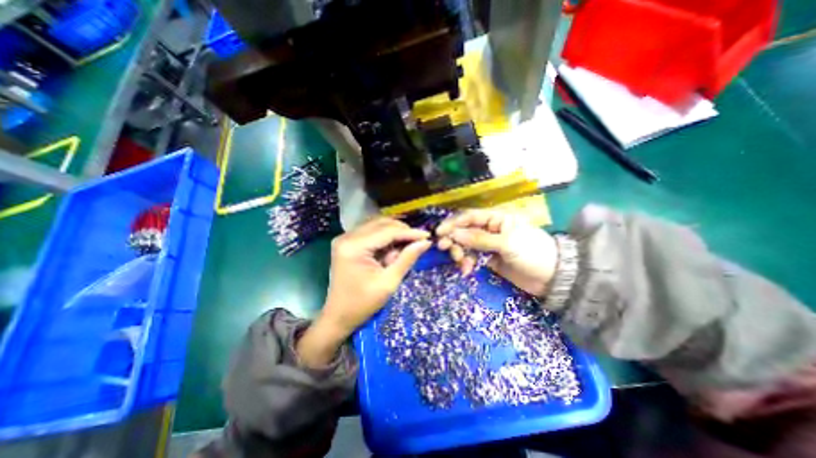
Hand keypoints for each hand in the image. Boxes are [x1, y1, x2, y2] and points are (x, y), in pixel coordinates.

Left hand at [297, 216, 429, 366]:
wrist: (338, 316)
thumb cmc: (363, 304)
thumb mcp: (389, 282)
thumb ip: (407, 258)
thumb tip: (425, 242)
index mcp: (354, 246)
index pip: (387, 231)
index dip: (409, 232)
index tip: (428, 236)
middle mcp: (347, 236)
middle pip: (381, 223)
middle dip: (402, 231)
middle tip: (418, 241)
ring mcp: (345, 238)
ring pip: (377, 225)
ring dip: (394, 234)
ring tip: (405, 248)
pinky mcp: (347, 242)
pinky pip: (371, 232)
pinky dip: (384, 238)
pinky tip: (392, 250)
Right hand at [437, 208, 557, 295]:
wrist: (554, 278)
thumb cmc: (533, 253)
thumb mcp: (507, 243)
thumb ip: (479, 239)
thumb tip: (454, 234)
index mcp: (497, 219)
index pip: (470, 217)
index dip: (453, 223)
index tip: (439, 233)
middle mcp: (490, 229)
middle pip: (465, 231)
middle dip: (454, 239)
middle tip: (445, 249)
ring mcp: (489, 245)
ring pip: (466, 245)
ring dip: (460, 253)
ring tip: (462, 264)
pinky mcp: (489, 259)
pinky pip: (472, 258)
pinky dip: (467, 263)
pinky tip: (467, 270)